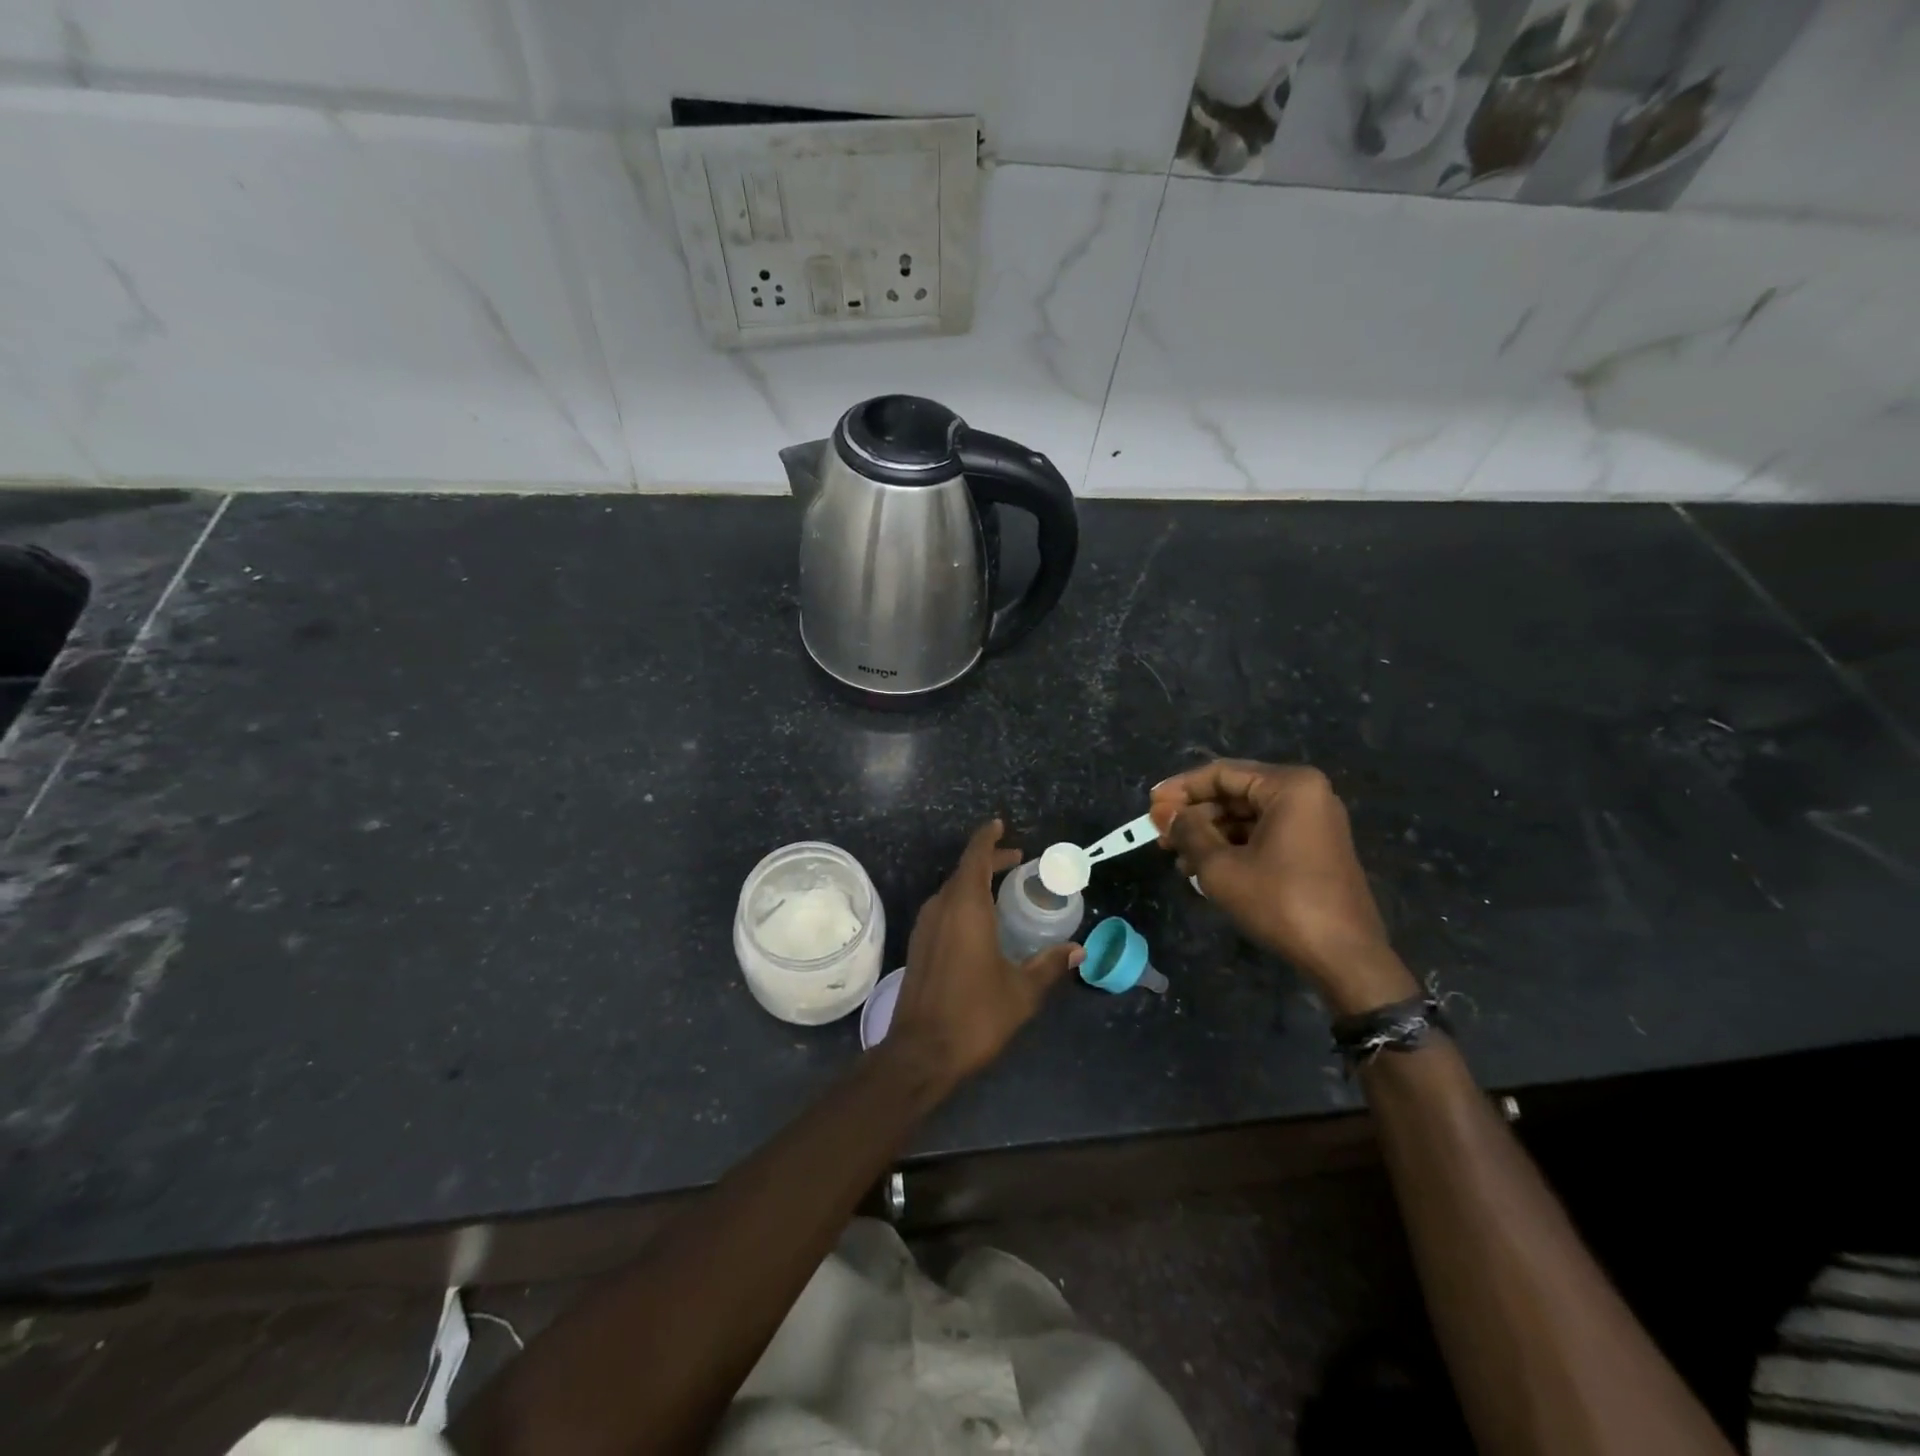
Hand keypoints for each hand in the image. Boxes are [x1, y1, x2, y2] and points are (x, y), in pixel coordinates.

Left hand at [889, 820, 1082, 1085]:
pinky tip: (979, 922)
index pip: (975, 857)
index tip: (1000, 825)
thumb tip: (1078, 951)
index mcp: (966, 907)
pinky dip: (963, 902)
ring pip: (951, 891)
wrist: (920, 1052)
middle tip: (1017, 861)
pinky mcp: (918, 945)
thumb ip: (1049, 965)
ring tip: (1002, 889)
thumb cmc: (975, 1015)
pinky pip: (943, 909)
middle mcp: (941, 908)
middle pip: (964, 871)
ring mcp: (925, 927)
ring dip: (974, 882)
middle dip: (989, 861)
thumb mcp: (1022, 992)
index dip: (988, 838)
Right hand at [1149, 761, 1416, 1014]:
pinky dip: (1232, 847)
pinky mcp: (1314, 848)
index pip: (1221, 774)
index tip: (1150, 805)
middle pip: (1234, 793)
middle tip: (1160, 835)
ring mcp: (1313, 822)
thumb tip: (1164, 813)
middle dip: (1194, 815)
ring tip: (1176, 858)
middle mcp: (1306, 795)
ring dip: (1209, 834)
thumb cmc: (1280, 902)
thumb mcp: (1220, 866)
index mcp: (1289, 786)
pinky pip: (1264, 835)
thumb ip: (1188, 832)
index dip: (1181, 788)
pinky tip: (1203, 869)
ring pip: (1247, 817)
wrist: (1344, 957)